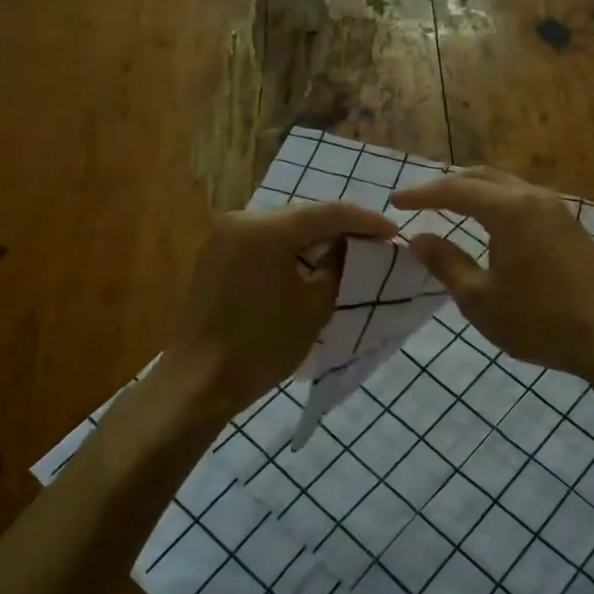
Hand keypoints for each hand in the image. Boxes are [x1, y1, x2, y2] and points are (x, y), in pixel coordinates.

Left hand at [161, 201, 395, 418]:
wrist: (200, 381)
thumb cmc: (263, 345)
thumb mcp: (315, 305)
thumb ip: (336, 265)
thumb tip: (346, 245)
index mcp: (267, 229)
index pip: (328, 212)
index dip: (365, 220)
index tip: (393, 232)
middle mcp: (242, 219)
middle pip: (303, 214)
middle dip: (340, 225)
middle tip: (374, 239)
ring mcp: (224, 235)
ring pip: (283, 225)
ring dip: (314, 236)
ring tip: (348, 248)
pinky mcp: (216, 254)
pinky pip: (263, 239)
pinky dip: (290, 246)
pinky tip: (310, 259)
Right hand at [391, 167, 593, 380]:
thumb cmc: (537, 319)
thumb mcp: (479, 298)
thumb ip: (446, 263)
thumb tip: (419, 238)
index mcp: (509, 210)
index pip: (456, 190)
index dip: (422, 194)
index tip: (395, 201)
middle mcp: (534, 199)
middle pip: (484, 177)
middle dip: (449, 185)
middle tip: (421, 199)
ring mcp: (558, 211)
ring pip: (508, 186)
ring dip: (477, 191)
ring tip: (452, 206)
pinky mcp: (571, 229)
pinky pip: (525, 201)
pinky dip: (499, 203)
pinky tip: (493, 225)